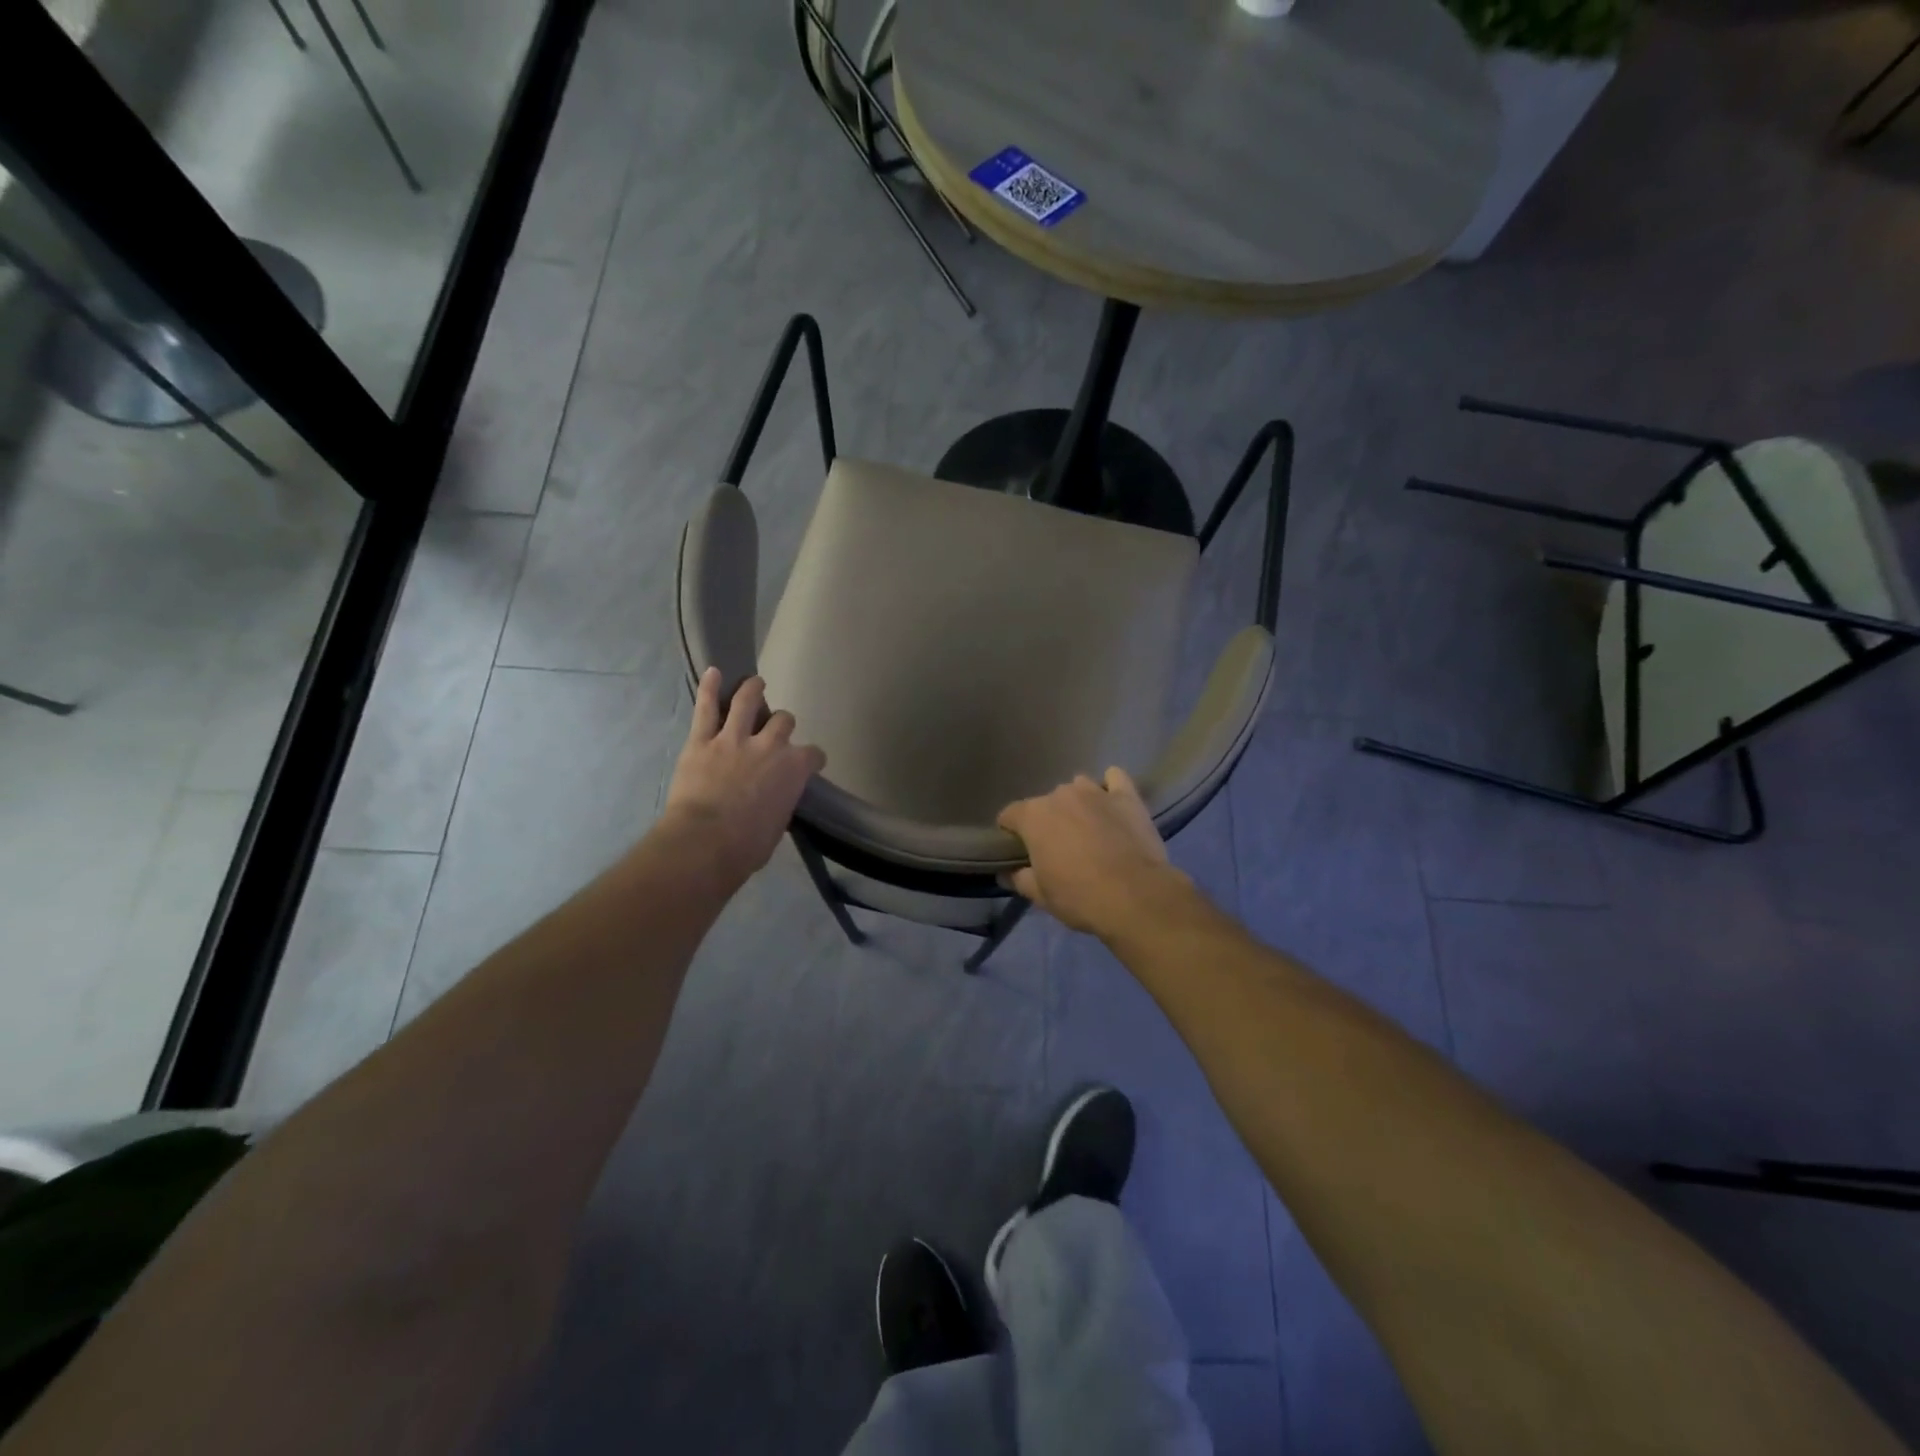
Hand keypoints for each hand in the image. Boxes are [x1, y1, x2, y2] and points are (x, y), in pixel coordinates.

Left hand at [660, 669, 825, 884]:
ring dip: (753, 689)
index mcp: (794, 769)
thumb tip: (775, 800)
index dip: (812, 759)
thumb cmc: (747, 846)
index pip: (813, 755)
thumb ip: (781, 802)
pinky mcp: (702, 740)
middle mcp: (770, 745)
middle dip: (782, 723)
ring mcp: (734, 739)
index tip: (809, 764)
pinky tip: (713, 672)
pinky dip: (709, 688)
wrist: (706, 843)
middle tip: (775, 729)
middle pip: (783, 721)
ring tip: (754, 682)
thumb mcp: (778, 825)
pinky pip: (707, 708)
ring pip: (748, 702)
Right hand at [997, 767, 1188, 936]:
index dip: (1011, 832)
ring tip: (1088, 826)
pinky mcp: (1127, 796)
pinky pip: (1115, 778)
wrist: (1135, 896)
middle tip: (1059, 847)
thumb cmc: (1080, 896)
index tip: (1019, 850)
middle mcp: (1060, 795)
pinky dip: (1111, 786)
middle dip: (1048, 821)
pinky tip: (1112, 801)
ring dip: (1077, 803)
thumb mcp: (1041, 896)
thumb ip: (1020, 879)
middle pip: (1046, 803)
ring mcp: (1095, 792)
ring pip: (1078, 787)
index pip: (1009, 815)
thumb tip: (1008, 873)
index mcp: (1033, 817)